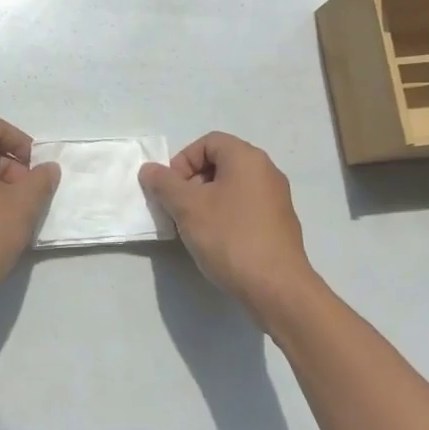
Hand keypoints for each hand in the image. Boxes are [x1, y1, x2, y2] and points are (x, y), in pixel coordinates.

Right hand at [140, 132, 317, 316]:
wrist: (276, 287)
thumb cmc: (229, 237)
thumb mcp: (187, 207)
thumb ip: (164, 183)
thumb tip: (149, 170)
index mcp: (247, 158)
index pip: (208, 142)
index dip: (183, 161)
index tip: (171, 189)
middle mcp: (266, 172)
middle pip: (220, 163)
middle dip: (192, 182)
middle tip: (177, 209)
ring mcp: (276, 199)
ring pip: (231, 187)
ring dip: (206, 201)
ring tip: (193, 228)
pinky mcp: (279, 224)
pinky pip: (244, 207)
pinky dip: (225, 216)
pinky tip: (216, 242)